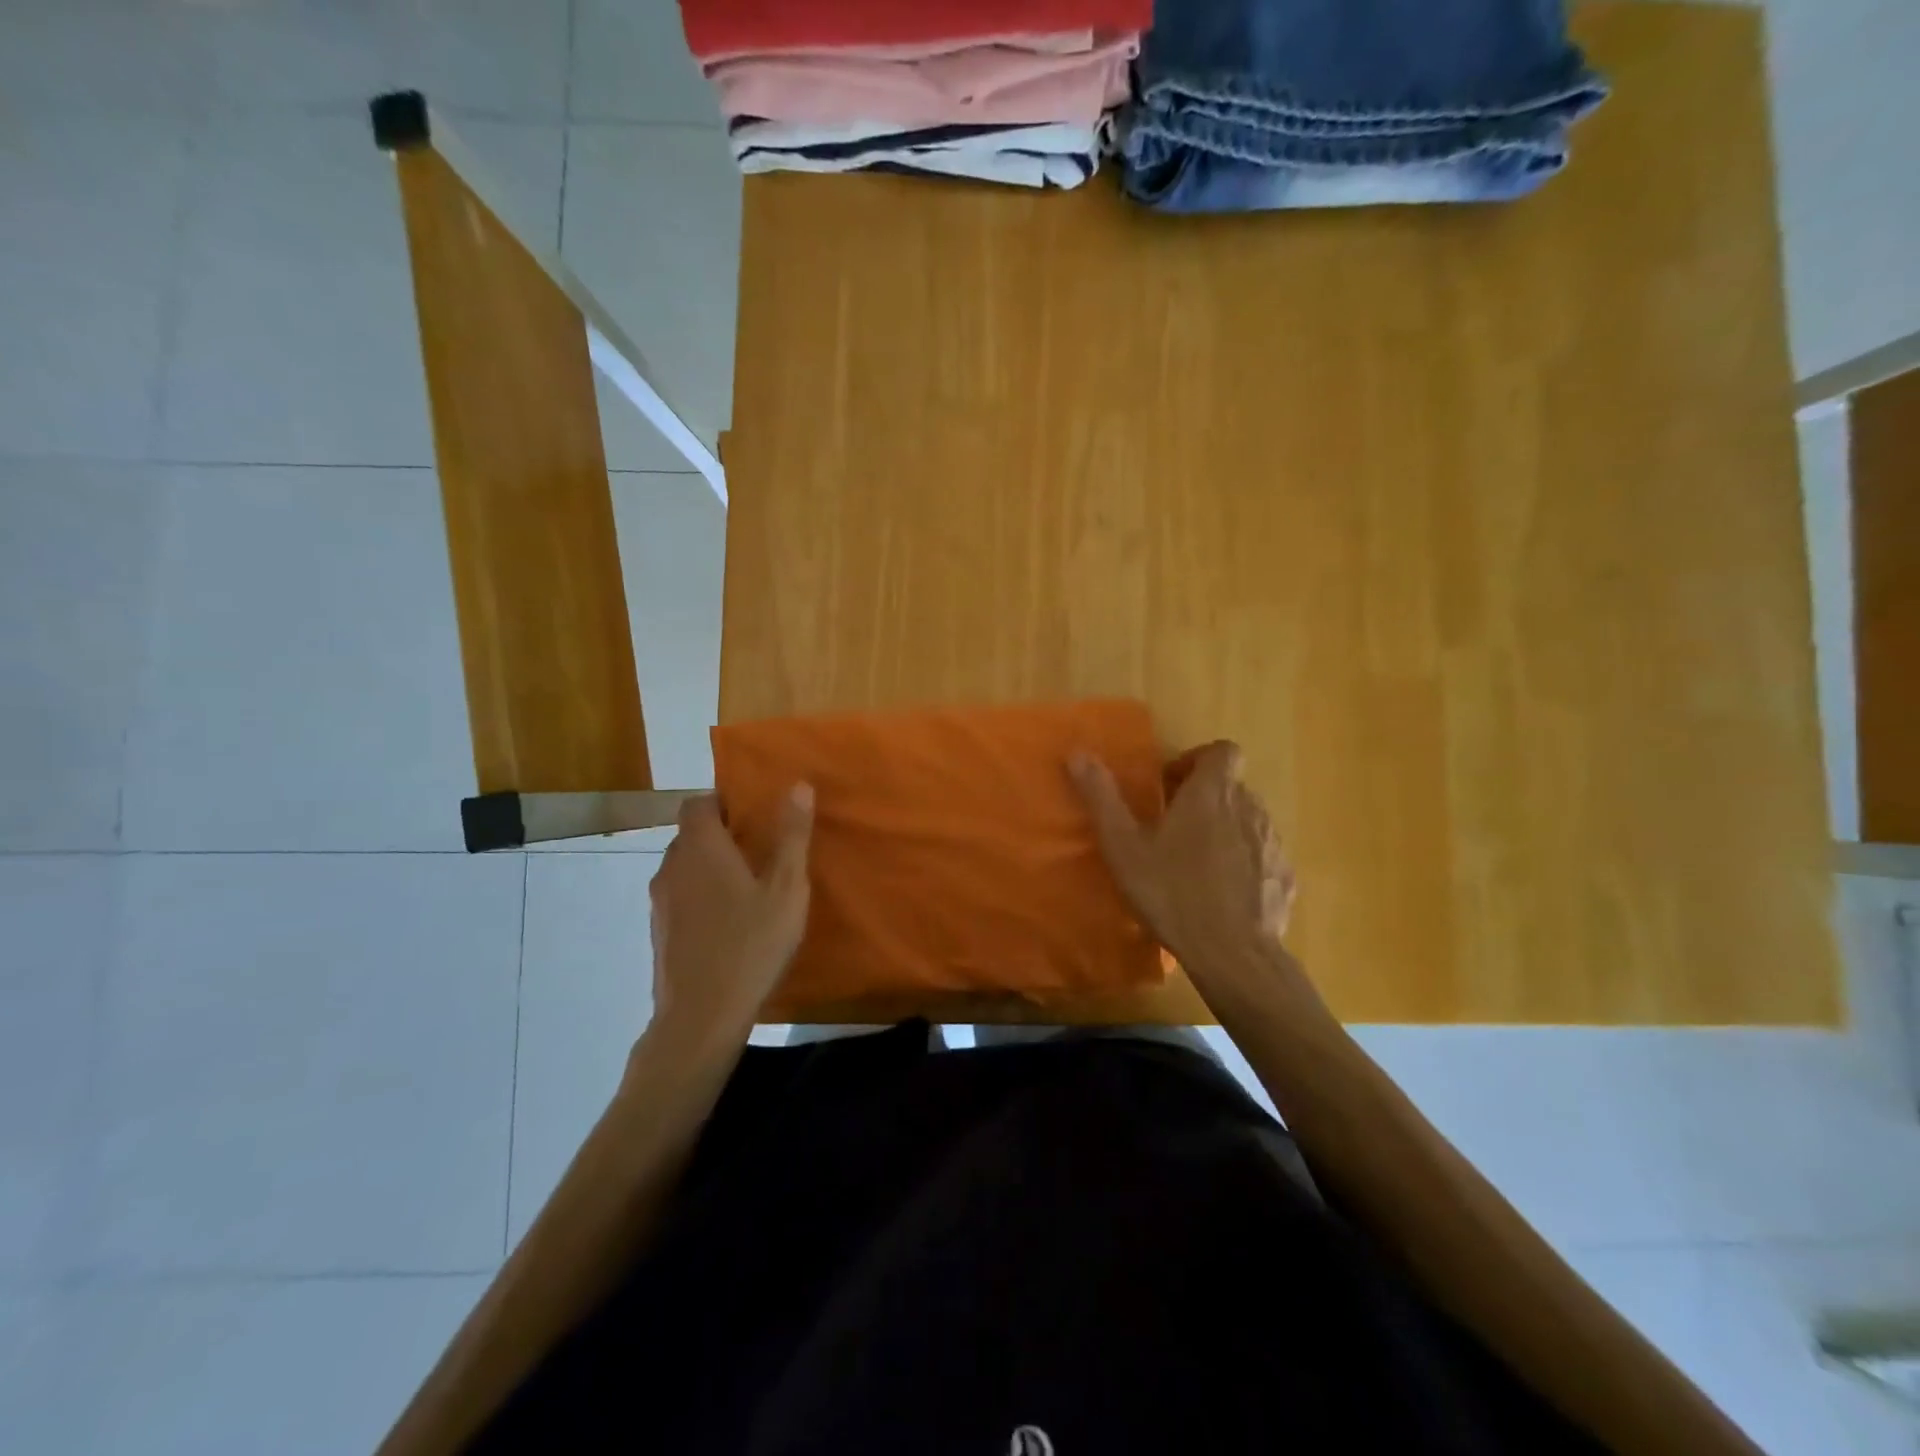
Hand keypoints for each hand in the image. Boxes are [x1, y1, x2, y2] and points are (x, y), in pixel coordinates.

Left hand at [647, 786, 813, 1048]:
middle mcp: (672, 866)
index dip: (723, 802)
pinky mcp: (659, 930)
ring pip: (684, 866)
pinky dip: (700, 895)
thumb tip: (799, 785)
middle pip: (691, 834)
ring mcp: (660, 901)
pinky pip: (680, 895)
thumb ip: (792, 835)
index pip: (698, 803)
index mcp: (701, 848)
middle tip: (760, 851)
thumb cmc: (750, 944)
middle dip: (722, 835)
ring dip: (710, 867)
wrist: (701, 1015)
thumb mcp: (786, 889)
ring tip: (748, 888)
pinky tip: (729, 923)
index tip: (753, 816)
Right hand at [1070, 741, 1310, 1012]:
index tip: (1173, 786)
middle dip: (1204, 799)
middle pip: (1231, 787)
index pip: (1223, 751)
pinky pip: (1262, 857)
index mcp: (1211, 793)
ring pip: (1247, 821)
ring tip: (1196, 863)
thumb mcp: (1124, 846)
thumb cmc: (1172, 892)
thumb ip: (1101, 797)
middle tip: (1173, 828)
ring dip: (1224, 830)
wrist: (1233, 954)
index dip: (1198, 760)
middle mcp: (1249, 808)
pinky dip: (1244, 863)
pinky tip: (1222, 893)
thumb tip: (1077, 754)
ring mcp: (1272, 844)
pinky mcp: (1285, 877)